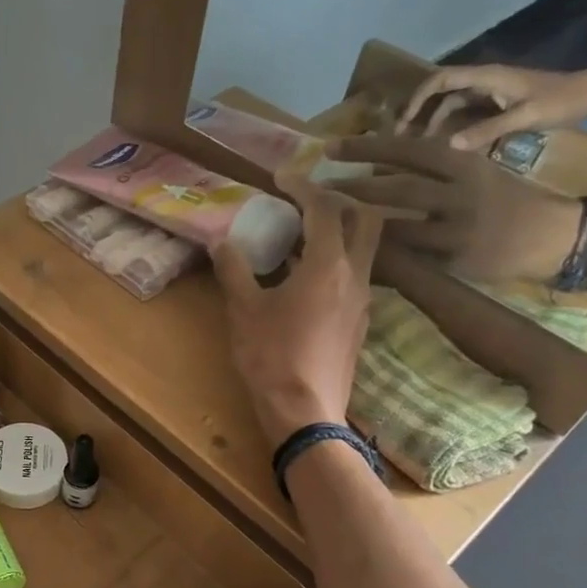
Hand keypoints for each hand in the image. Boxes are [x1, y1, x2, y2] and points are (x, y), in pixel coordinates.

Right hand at [213, 170, 381, 448]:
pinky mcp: (359, 323)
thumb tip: (221, 241)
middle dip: (339, 201)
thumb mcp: (243, 310)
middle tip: (306, 202)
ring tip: (302, 238)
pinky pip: (356, 276)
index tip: (281, 176)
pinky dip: (337, 261)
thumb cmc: (271, 356)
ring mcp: (363, 300)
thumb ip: (234, 270)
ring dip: (340, 232)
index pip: (324, 208)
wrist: (304, 411)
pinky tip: (307, 278)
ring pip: (365, 248)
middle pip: (365, 219)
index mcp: (328, 264)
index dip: (303, 186)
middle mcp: (356, 275)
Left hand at [327, 135, 579, 283]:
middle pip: (399, 186)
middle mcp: (460, 192)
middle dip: (354, 185)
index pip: (409, 150)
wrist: (551, 236)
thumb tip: (377, 164)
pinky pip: (410, 259)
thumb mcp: (473, 173)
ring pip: (399, 225)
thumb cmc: (504, 201)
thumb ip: (434, 168)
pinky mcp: (456, 260)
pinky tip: (351, 254)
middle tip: (317, 185)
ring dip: (361, 223)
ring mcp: (458, 228)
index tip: (330, 147)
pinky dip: (380, 256)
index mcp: (464, 163)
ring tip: (328, 219)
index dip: (367, 148)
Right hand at [399, 64, 586, 151]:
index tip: (404, 120)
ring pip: (450, 102)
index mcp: (487, 77)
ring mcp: (490, 91)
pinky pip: (464, 111)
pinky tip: (445, 140)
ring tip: (418, 142)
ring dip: (432, 118)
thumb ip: (487, 130)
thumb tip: (449, 145)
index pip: (442, 80)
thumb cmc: (561, 101)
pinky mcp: (497, 103)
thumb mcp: (525, 117)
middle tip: (401, 133)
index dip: (418, 98)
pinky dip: (449, 123)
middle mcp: (484, 80)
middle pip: (440, 89)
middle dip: (418, 109)